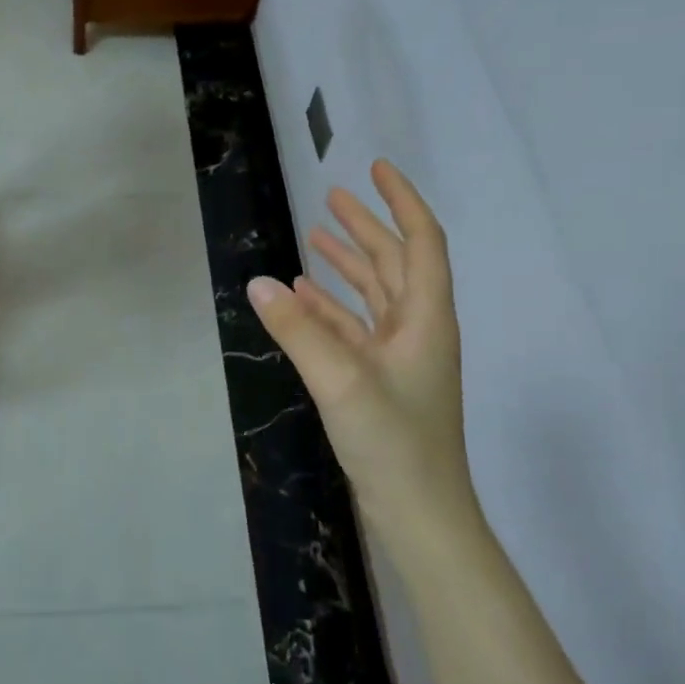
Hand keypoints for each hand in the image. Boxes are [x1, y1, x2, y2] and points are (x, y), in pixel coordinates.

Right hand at [247, 159, 479, 549]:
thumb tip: (258, 281)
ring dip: (347, 264)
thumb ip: (298, 329)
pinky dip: (330, 307)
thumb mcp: (341, 380)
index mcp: (426, 318)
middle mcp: (417, 329)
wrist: (420, 514)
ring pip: (374, 294)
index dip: (401, 201)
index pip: (421, 241)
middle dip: (365, 227)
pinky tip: (302, 297)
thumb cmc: (394, 443)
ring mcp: (399, 356)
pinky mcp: (380, 380)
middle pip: (395, 262)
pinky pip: (354, 328)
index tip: (375, 169)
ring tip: (315, 236)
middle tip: (331, 196)